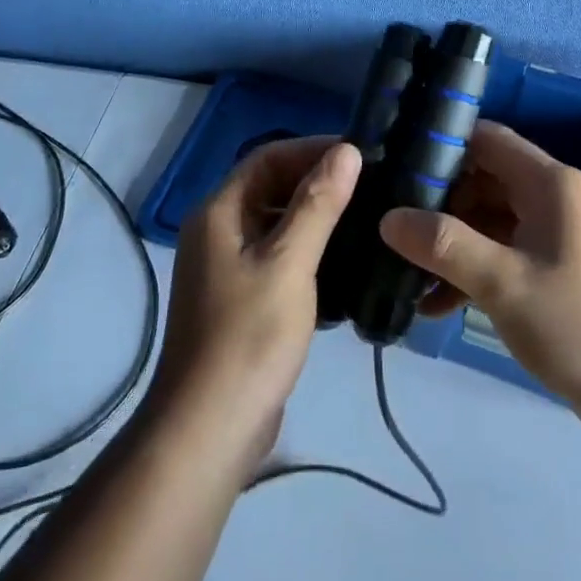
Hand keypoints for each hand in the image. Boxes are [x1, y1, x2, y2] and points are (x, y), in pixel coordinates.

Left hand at [149, 137, 361, 466]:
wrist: (209, 430)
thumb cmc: (249, 337)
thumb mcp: (289, 263)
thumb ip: (317, 204)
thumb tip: (347, 150)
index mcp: (218, 212)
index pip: (267, 157)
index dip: (312, 149)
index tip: (360, 154)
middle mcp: (217, 232)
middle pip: (270, 188)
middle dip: (317, 183)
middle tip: (371, 187)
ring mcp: (227, 268)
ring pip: (276, 225)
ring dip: (316, 219)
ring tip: (367, 220)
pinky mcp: (241, 300)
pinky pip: (278, 259)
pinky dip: (309, 254)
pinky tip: (346, 266)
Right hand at [379, 122, 580, 438]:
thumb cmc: (580, 326)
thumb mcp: (503, 284)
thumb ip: (443, 245)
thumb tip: (387, 218)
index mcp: (551, 184)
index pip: (486, 140)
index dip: (441, 147)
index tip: (397, 170)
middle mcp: (557, 198)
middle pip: (484, 180)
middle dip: (438, 204)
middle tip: (394, 228)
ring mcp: (559, 235)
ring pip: (491, 221)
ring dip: (452, 245)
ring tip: (407, 274)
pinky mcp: (558, 269)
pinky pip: (506, 253)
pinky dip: (474, 270)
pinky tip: (438, 305)